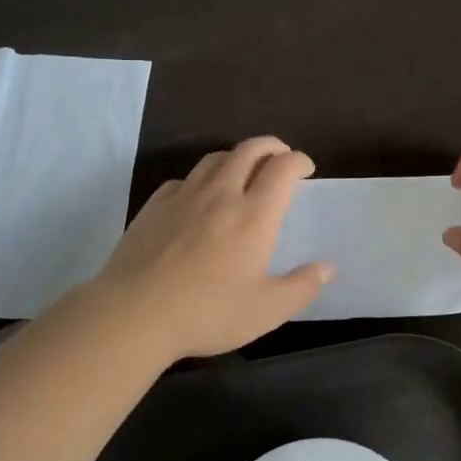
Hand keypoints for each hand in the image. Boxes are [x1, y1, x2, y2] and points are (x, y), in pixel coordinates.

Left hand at [77, 137, 332, 360]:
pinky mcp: (155, 206)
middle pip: (249, 150)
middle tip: (280, 156)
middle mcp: (222, 194)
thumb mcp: (265, 311)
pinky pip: (184, 179)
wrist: (133, 314)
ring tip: (243, 170)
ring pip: (215, 158)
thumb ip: (301, 287)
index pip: (282, 168)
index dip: (298, 160)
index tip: (305, 168)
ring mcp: (184, 196)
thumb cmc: (206, 313)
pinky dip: (202, 178)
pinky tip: (199, 196)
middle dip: (271, 146)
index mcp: (254, 215)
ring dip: (237, 156)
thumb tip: (327, 267)